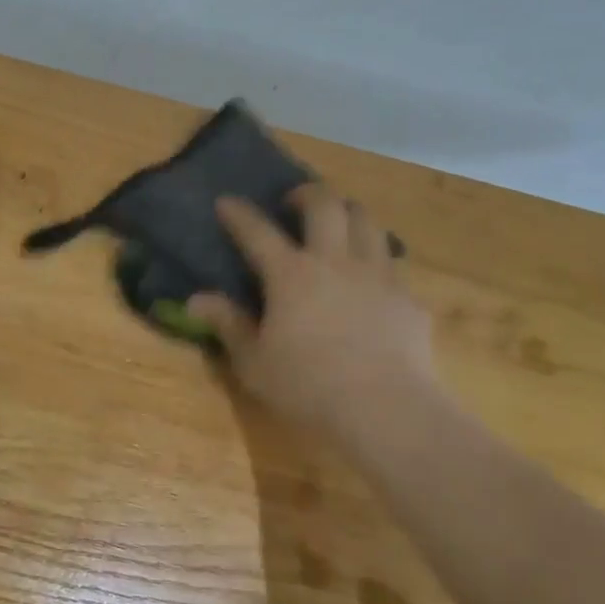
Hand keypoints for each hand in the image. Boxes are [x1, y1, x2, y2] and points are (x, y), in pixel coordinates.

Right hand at [187, 185, 445, 448]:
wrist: (387, 410)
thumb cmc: (308, 386)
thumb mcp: (254, 363)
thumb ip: (228, 325)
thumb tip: (196, 300)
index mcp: (291, 275)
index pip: (258, 231)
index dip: (239, 213)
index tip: (227, 202)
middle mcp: (335, 262)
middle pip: (325, 204)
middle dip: (307, 194)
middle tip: (294, 204)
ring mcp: (377, 275)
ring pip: (367, 221)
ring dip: (348, 214)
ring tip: (338, 227)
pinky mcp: (408, 298)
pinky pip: (393, 264)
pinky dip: (377, 261)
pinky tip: (372, 282)